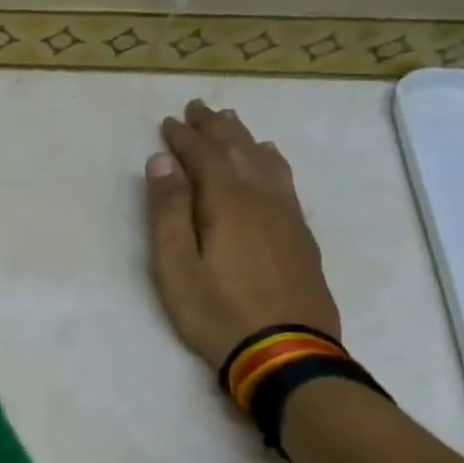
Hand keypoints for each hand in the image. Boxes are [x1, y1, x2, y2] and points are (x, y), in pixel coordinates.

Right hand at [145, 100, 340, 370]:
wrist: (286, 354)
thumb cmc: (216, 311)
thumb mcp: (175, 264)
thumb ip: (167, 210)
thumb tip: (161, 161)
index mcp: (228, 203)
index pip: (204, 156)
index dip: (184, 137)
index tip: (168, 121)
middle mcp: (263, 199)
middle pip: (239, 150)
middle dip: (216, 127)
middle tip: (198, 108)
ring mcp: (288, 217)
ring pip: (266, 162)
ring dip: (244, 139)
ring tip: (231, 123)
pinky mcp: (301, 236)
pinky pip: (286, 182)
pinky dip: (271, 161)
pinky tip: (270, 159)